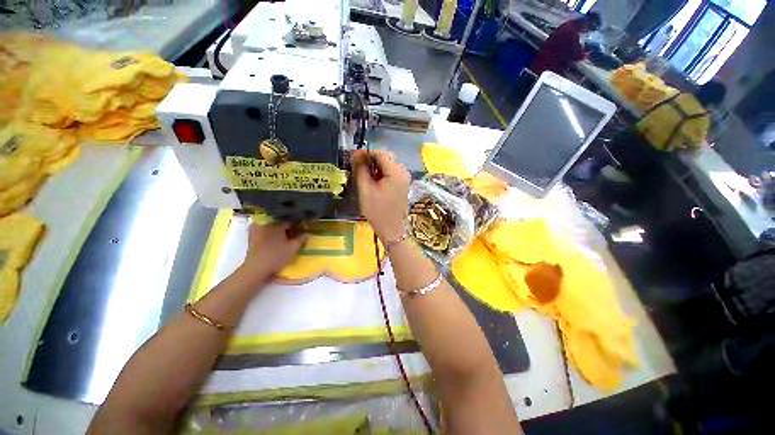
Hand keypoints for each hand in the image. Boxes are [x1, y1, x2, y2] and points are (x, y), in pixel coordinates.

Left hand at [240, 222, 305, 280]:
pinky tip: (274, 240)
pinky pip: (264, 230)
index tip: (302, 229)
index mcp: (277, 224)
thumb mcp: (294, 248)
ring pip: (272, 226)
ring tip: (285, 236)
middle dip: (288, 226)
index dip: (298, 225)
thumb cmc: (277, 257)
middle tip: (294, 233)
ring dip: (278, 229)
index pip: (291, 221)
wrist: (256, 268)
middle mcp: (266, 223)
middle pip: (280, 222)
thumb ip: (301, 238)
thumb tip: (307, 232)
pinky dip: (270, 233)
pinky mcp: (252, 236)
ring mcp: (257, 229)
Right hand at [352, 149, 409, 241]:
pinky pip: (391, 174)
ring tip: (364, 179)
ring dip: (375, 169)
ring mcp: (404, 179)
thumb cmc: (377, 212)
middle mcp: (403, 172)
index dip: (365, 154)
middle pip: (384, 159)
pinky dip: (381, 175)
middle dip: (370, 162)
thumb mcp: (365, 190)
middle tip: (357, 170)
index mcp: (396, 171)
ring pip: (387, 166)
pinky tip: (374, 184)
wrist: (392, 230)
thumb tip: (357, 153)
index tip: (353, 159)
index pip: (379, 153)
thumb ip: (361, 170)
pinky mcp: (403, 185)